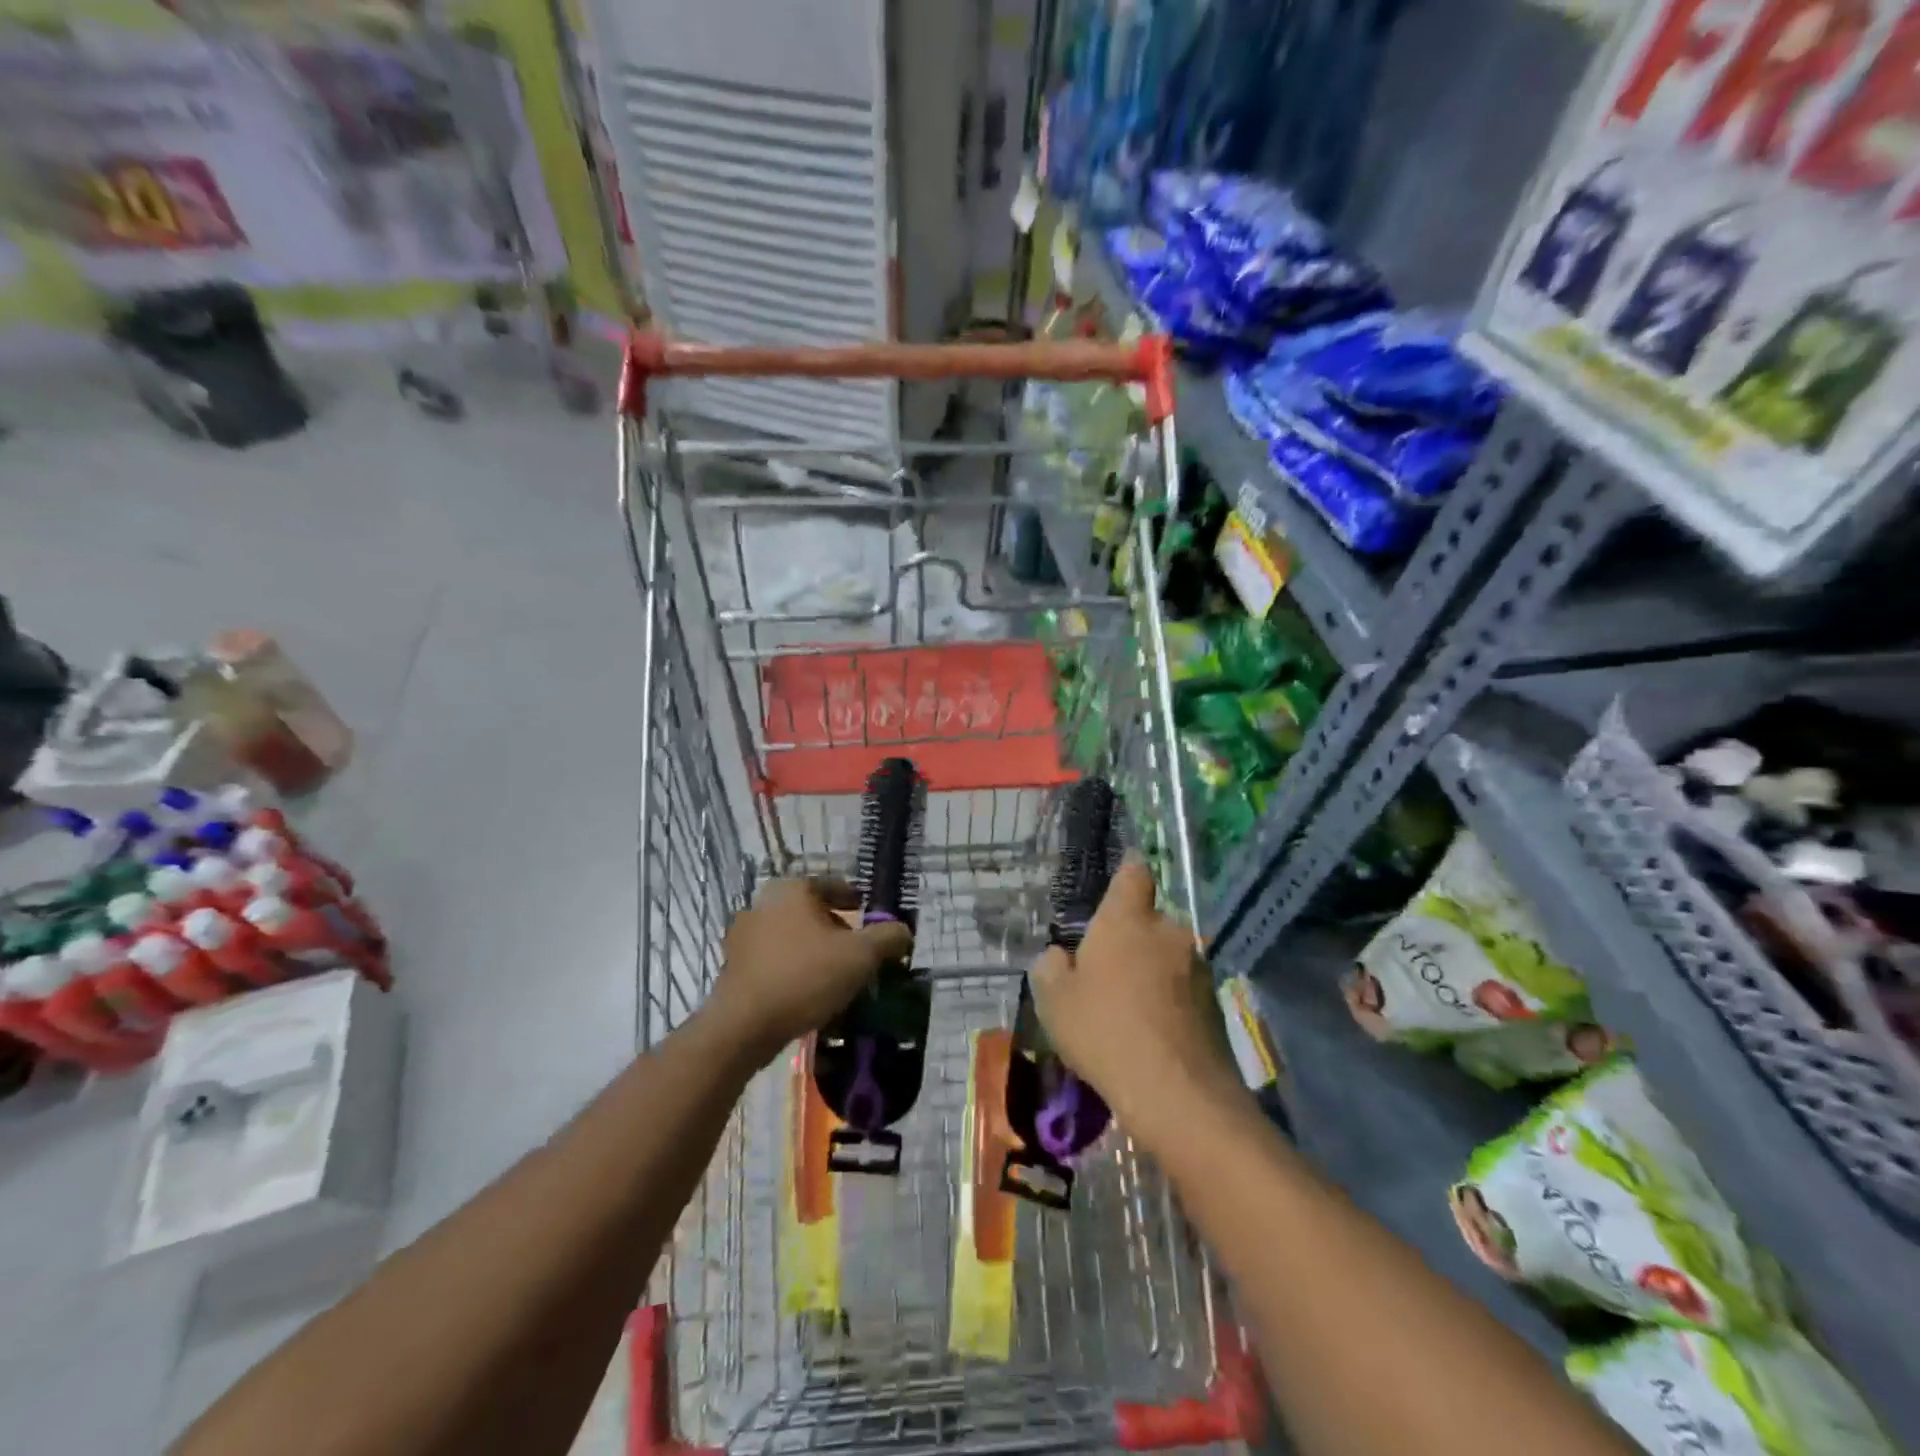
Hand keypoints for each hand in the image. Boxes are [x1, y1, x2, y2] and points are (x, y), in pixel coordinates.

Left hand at [710, 876, 912, 1062]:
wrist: (744, 1027)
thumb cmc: (806, 977)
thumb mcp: (861, 956)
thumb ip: (888, 938)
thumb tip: (903, 931)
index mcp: (793, 890)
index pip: (833, 885)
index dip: (856, 901)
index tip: (871, 919)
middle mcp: (763, 904)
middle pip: (811, 911)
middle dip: (836, 929)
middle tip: (857, 951)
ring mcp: (744, 935)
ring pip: (791, 936)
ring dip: (814, 951)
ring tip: (835, 975)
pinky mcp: (734, 966)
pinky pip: (774, 960)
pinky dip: (793, 969)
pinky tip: (808, 992)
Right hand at [1030, 860, 1238, 1139]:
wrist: (1176, 1092)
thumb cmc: (1103, 1030)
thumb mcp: (1054, 1000)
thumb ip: (1051, 967)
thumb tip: (1060, 956)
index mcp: (1127, 919)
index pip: (1134, 873)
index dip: (1126, 872)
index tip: (1118, 884)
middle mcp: (1168, 931)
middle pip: (1150, 920)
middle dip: (1133, 936)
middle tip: (1108, 969)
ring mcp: (1197, 967)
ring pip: (1168, 956)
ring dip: (1153, 970)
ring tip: (1130, 1007)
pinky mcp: (1215, 1003)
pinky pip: (1183, 989)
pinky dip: (1170, 1000)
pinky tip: (1152, 1032)